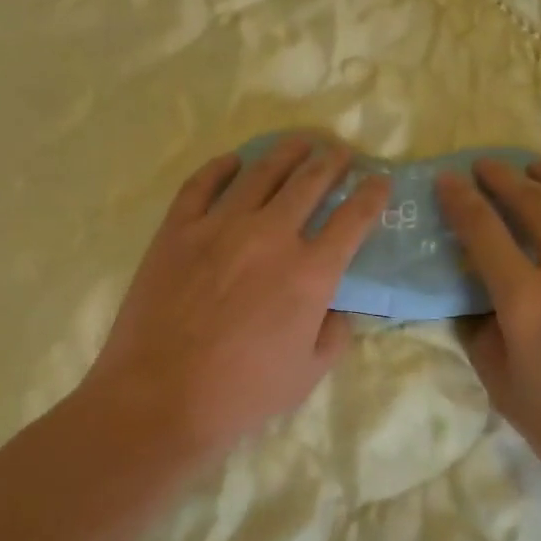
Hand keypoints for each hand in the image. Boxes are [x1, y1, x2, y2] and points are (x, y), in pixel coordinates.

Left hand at [87, 135, 389, 461]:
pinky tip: (233, 161)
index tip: (380, 180)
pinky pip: (202, 184)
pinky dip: (221, 167)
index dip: (371, 195)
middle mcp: (271, 236)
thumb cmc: (241, 394)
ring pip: (261, 172)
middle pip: (310, 183)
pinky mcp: (178, 229)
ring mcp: (220, 226)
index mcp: (309, 273)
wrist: (160, 398)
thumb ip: (335, 334)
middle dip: (332, 162)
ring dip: (286, 152)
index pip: (353, 219)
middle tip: (340, 152)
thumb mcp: (308, 374)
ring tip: (299, 142)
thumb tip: (338, 308)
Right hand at [434, 160, 540, 510]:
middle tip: (486, 164)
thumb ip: (482, 338)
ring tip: (535, 167)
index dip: (461, 200)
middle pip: (535, 204)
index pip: (484, 232)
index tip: (447, 179)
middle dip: (504, 178)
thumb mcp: (505, 391)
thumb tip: (477, 305)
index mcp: (529, 300)